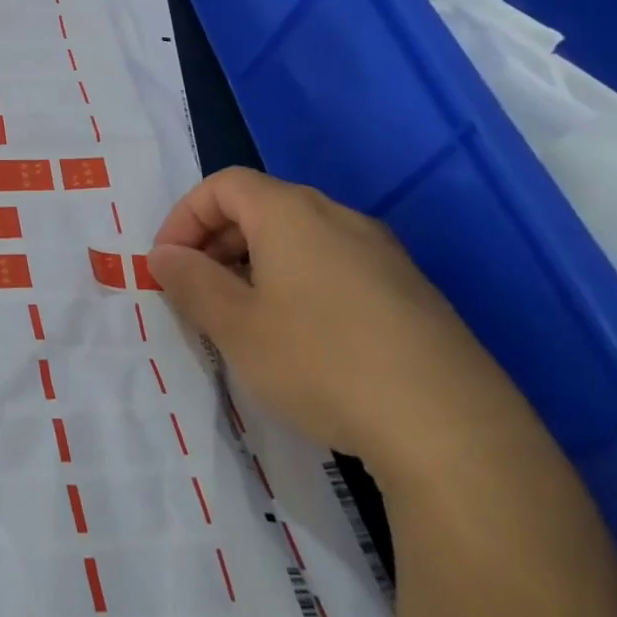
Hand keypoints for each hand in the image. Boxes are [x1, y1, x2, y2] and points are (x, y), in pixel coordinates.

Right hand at [147, 167, 518, 479]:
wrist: (453, 431)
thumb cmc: (321, 362)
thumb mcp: (235, 326)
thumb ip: (190, 282)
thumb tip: (164, 255)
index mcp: (292, 213)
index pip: (223, 185)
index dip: (184, 217)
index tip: (167, 264)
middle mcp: (339, 218)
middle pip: (261, 206)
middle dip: (216, 242)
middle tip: (197, 292)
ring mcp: (383, 255)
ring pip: (299, 239)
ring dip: (255, 266)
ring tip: (243, 320)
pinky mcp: (412, 294)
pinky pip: (336, 268)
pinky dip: (298, 285)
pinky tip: (301, 341)